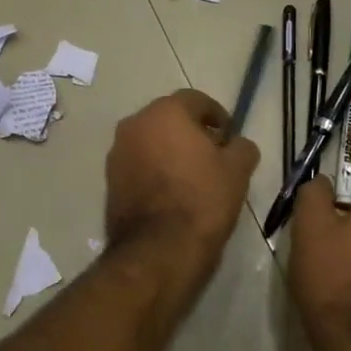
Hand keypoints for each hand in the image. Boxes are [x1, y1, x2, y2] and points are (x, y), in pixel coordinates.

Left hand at [104, 89, 259, 276]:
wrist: (158, 250)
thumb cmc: (202, 200)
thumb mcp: (237, 170)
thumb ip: (241, 147)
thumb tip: (237, 144)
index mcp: (165, 113)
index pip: (196, 100)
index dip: (217, 116)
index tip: (229, 136)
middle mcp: (134, 124)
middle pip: (169, 119)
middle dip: (191, 132)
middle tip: (213, 154)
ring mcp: (117, 153)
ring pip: (151, 142)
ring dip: (170, 151)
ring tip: (193, 176)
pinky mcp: (109, 181)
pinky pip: (138, 165)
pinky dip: (155, 170)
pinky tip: (172, 192)